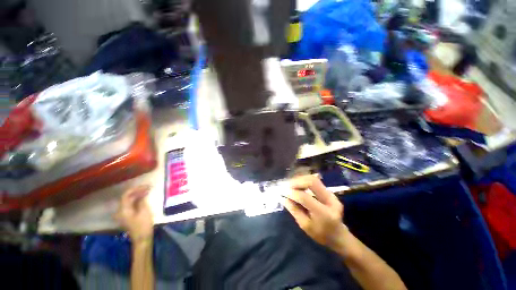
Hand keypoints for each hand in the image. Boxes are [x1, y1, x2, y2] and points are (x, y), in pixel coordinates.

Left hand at [115, 186, 153, 241]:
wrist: (142, 239)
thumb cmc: (143, 225)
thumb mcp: (144, 211)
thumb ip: (141, 201)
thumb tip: (142, 193)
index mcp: (123, 210)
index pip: (126, 195)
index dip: (136, 189)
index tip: (146, 186)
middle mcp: (120, 211)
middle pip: (127, 198)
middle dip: (137, 191)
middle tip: (148, 188)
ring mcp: (123, 214)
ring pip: (129, 201)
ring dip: (137, 195)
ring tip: (147, 191)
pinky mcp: (127, 216)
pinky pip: (130, 205)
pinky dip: (136, 200)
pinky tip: (143, 198)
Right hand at [284, 175, 347, 252]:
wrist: (339, 235)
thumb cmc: (321, 235)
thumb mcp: (305, 226)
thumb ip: (294, 210)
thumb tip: (283, 197)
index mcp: (324, 213)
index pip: (305, 198)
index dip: (292, 193)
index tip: (282, 192)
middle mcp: (330, 200)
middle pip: (312, 181)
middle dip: (297, 181)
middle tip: (287, 185)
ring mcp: (331, 194)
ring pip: (313, 179)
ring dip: (299, 180)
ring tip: (290, 185)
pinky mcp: (329, 191)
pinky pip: (314, 182)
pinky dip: (303, 182)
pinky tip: (297, 186)